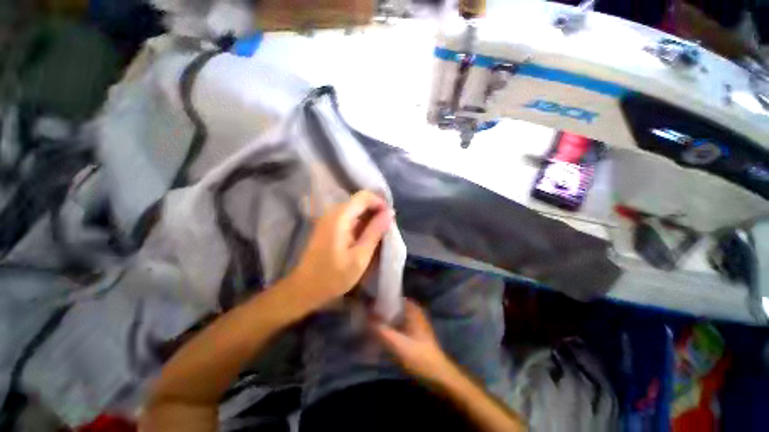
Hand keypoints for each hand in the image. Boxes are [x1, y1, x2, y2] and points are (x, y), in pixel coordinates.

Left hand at [289, 190, 392, 309]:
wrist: (305, 289)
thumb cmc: (334, 276)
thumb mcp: (360, 256)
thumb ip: (375, 232)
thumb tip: (389, 213)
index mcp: (340, 217)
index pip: (364, 196)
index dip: (380, 203)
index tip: (390, 219)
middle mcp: (333, 212)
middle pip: (359, 201)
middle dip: (376, 211)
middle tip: (386, 230)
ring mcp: (328, 219)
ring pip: (355, 209)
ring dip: (369, 218)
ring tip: (378, 235)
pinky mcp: (327, 226)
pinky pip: (348, 217)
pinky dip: (360, 224)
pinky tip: (365, 238)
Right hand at [373, 299, 454, 383]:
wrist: (437, 376)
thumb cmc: (418, 357)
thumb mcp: (397, 343)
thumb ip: (380, 329)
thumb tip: (366, 315)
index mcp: (413, 310)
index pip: (395, 297)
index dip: (382, 298)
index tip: (369, 301)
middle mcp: (415, 313)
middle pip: (394, 307)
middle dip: (382, 310)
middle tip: (367, 313)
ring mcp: (416, 324)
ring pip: (396, 317)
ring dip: (385, 319)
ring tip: (370, 322)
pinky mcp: (415, 335)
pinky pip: (399, 326)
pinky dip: (391, 327)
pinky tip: (381, 334)